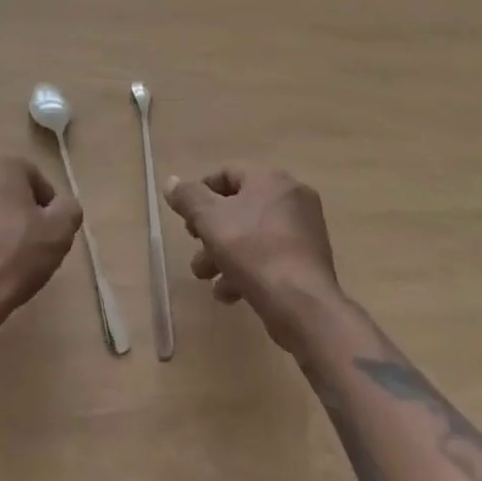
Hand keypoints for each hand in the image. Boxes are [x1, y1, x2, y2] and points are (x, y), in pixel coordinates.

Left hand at [0, 157, 82, 337]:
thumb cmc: (11, 258)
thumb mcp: (58, 234)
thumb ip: (68, 211)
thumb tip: (64, 206)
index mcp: (0, 166)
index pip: (33, 177)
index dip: (46, 205)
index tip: (50, 233)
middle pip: (3, 190)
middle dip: (17, 213)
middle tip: (29, 246)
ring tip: (1, 263)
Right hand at [165, 165, 341, 350]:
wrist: (304, 306)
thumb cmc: (254, 252)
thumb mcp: (211, 220)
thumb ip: (189, 198)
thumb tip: (171, 182)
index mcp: (269, 178)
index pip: (228, 173)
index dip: (201, 194)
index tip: (187, 220)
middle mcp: (290, 196)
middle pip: (240, 206)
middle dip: (211, 231)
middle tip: (196, 250)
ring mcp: (304, 229)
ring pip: (253, 234)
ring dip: (225, 253)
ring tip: (207, 278)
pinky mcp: (309, 261)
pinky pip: (271, 255)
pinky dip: (248, 268)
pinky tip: (230, 293)